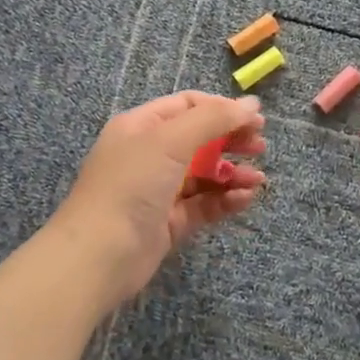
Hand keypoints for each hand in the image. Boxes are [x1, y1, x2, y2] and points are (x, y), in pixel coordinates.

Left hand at [51, 91, 266, 309]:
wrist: (99, 255)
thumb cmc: (131, 184)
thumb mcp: (171, 140)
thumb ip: (213, 119)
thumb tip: (251, 104)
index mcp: (142, 126)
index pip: (188, 106)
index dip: (222, 109)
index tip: (256, 119)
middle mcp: (149, 154)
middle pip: (200, 139)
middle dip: (232, 141)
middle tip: (261, 147)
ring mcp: (158, 190)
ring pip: (205, 174)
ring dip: (233, 174)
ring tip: (258, 180)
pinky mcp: (168, 222)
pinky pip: (203, 204)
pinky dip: (225, 199)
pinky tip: (245, 199)